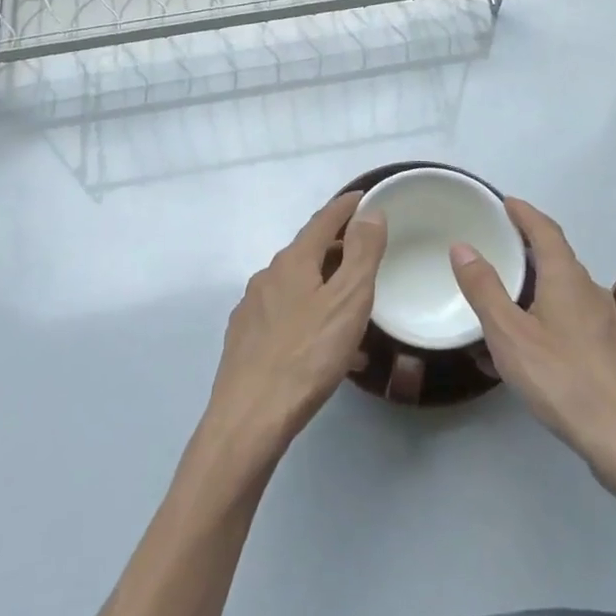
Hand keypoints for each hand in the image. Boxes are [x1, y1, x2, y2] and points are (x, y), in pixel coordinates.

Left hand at [201, 192, 385, 469]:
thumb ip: (362, 254)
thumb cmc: (307, 355)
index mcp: (293, 262)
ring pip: (297, 287)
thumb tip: (369, 213)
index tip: (365, 197)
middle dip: (337, 249)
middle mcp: (267, 277)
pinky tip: (327, 350)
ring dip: (325, 287)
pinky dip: (311, 318)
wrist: (249, 418)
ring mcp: (252, 309)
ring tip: (353, 308)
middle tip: (367, 254)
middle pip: (308, 252)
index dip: (346, 207)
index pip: (323, 221)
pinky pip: (287, 317)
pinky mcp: (246, 341)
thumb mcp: (347, 301)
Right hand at [451, 199, 615, 491]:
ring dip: (534, 286)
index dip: (524, 213)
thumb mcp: (510, 334)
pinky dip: (543, 317)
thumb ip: (485, 289)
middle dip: (527, 248)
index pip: (545, 230)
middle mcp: (590, 292)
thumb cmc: (565, 380)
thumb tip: (463, 246)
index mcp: (567, 278)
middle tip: (496, 246)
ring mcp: (604, 324)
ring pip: (563, 292)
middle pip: (557, 258)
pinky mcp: (608, 353)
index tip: (505, 202)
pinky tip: (525, 348)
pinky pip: (569, 320)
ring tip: (502, 296)